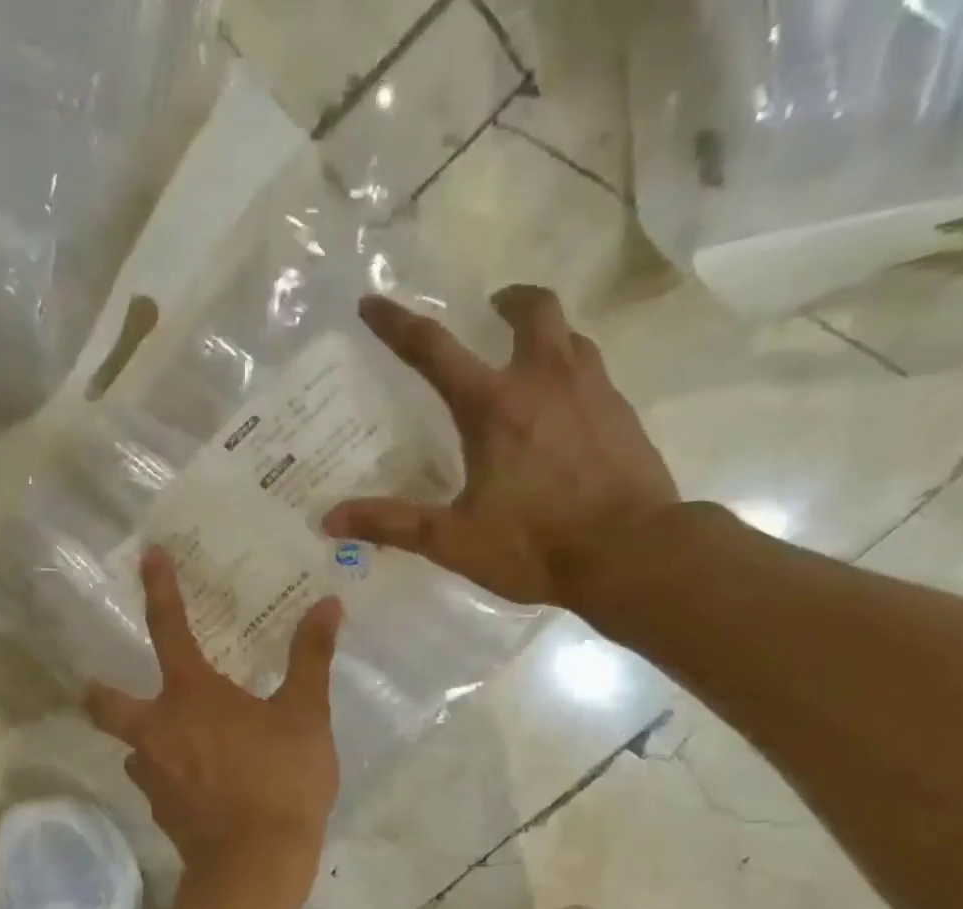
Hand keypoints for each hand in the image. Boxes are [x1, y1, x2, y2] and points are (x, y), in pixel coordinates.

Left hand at [85, 549, 342, 874]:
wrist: (256, 864)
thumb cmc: (281, 780)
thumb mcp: (306, 716)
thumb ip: (311, 658)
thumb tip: (328, 605)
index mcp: (191, 695)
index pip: (168, 628)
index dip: (159, 589)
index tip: (147, 556)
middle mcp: (158, 729)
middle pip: (105, 703)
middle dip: (100, 690)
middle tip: (108, 684)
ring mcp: (154, 775)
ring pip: (135, 746)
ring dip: (149, 738)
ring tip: (183, 742)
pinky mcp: (161, 811)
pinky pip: (158, 781)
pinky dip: (172, 774)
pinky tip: (201, 783)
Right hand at [324, 286, 681, 610]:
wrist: (632, 554)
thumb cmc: (536, 544)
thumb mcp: (453, 540)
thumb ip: (392, 524)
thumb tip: (330, 518)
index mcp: (493, 406)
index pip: (434, 349)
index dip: (398, 324)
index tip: (373, 303)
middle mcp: (544, 381)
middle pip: (532, 310)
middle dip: (507, 301)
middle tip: (492, 309)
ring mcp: (593, 392)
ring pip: (571, 336)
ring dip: (545, 334)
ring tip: (530, 358)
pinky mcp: (624, 414)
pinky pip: (595, 373)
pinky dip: (574, 374)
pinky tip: (567, 409)